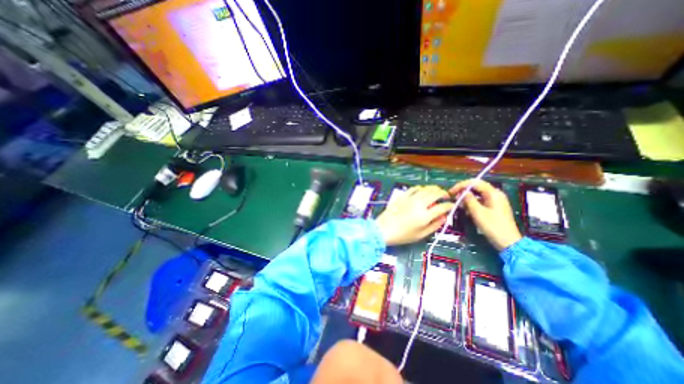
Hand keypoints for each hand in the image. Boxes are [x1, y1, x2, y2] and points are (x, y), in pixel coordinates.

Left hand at [374, 186, 452, 246]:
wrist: (383, 229)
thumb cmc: (402, 235)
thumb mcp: (421, 235)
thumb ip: (434, 225)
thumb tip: (444, 217)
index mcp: (425, 216)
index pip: (442, 207)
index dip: (450, 205)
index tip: (452, 206)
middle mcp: (419, 204)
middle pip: (435, 193)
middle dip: (444, 193)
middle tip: (445, 197)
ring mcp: (410, 199)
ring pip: (426, 189)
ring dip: (434, 189)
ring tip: (436, 192)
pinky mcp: (402, 196)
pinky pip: (414, 188)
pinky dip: (421, 188)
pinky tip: (423, 191)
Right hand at [453, 179, 521, 250]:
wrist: (508, 242)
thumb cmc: (492, 226)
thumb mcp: (477, 212)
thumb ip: (468, 200)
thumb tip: (461, 192)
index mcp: (493, 193)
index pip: (474, 182)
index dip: (461, 185)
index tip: (451, 192)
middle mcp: (495, 194)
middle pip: (476, 187)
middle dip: (464, 191)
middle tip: (453, 198)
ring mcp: (495, 201)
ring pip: (477, 194)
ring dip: (467, 198)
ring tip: (459, 205)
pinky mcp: (493, 207)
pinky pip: (480, 201)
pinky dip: (472, 203)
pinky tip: (466, 210)